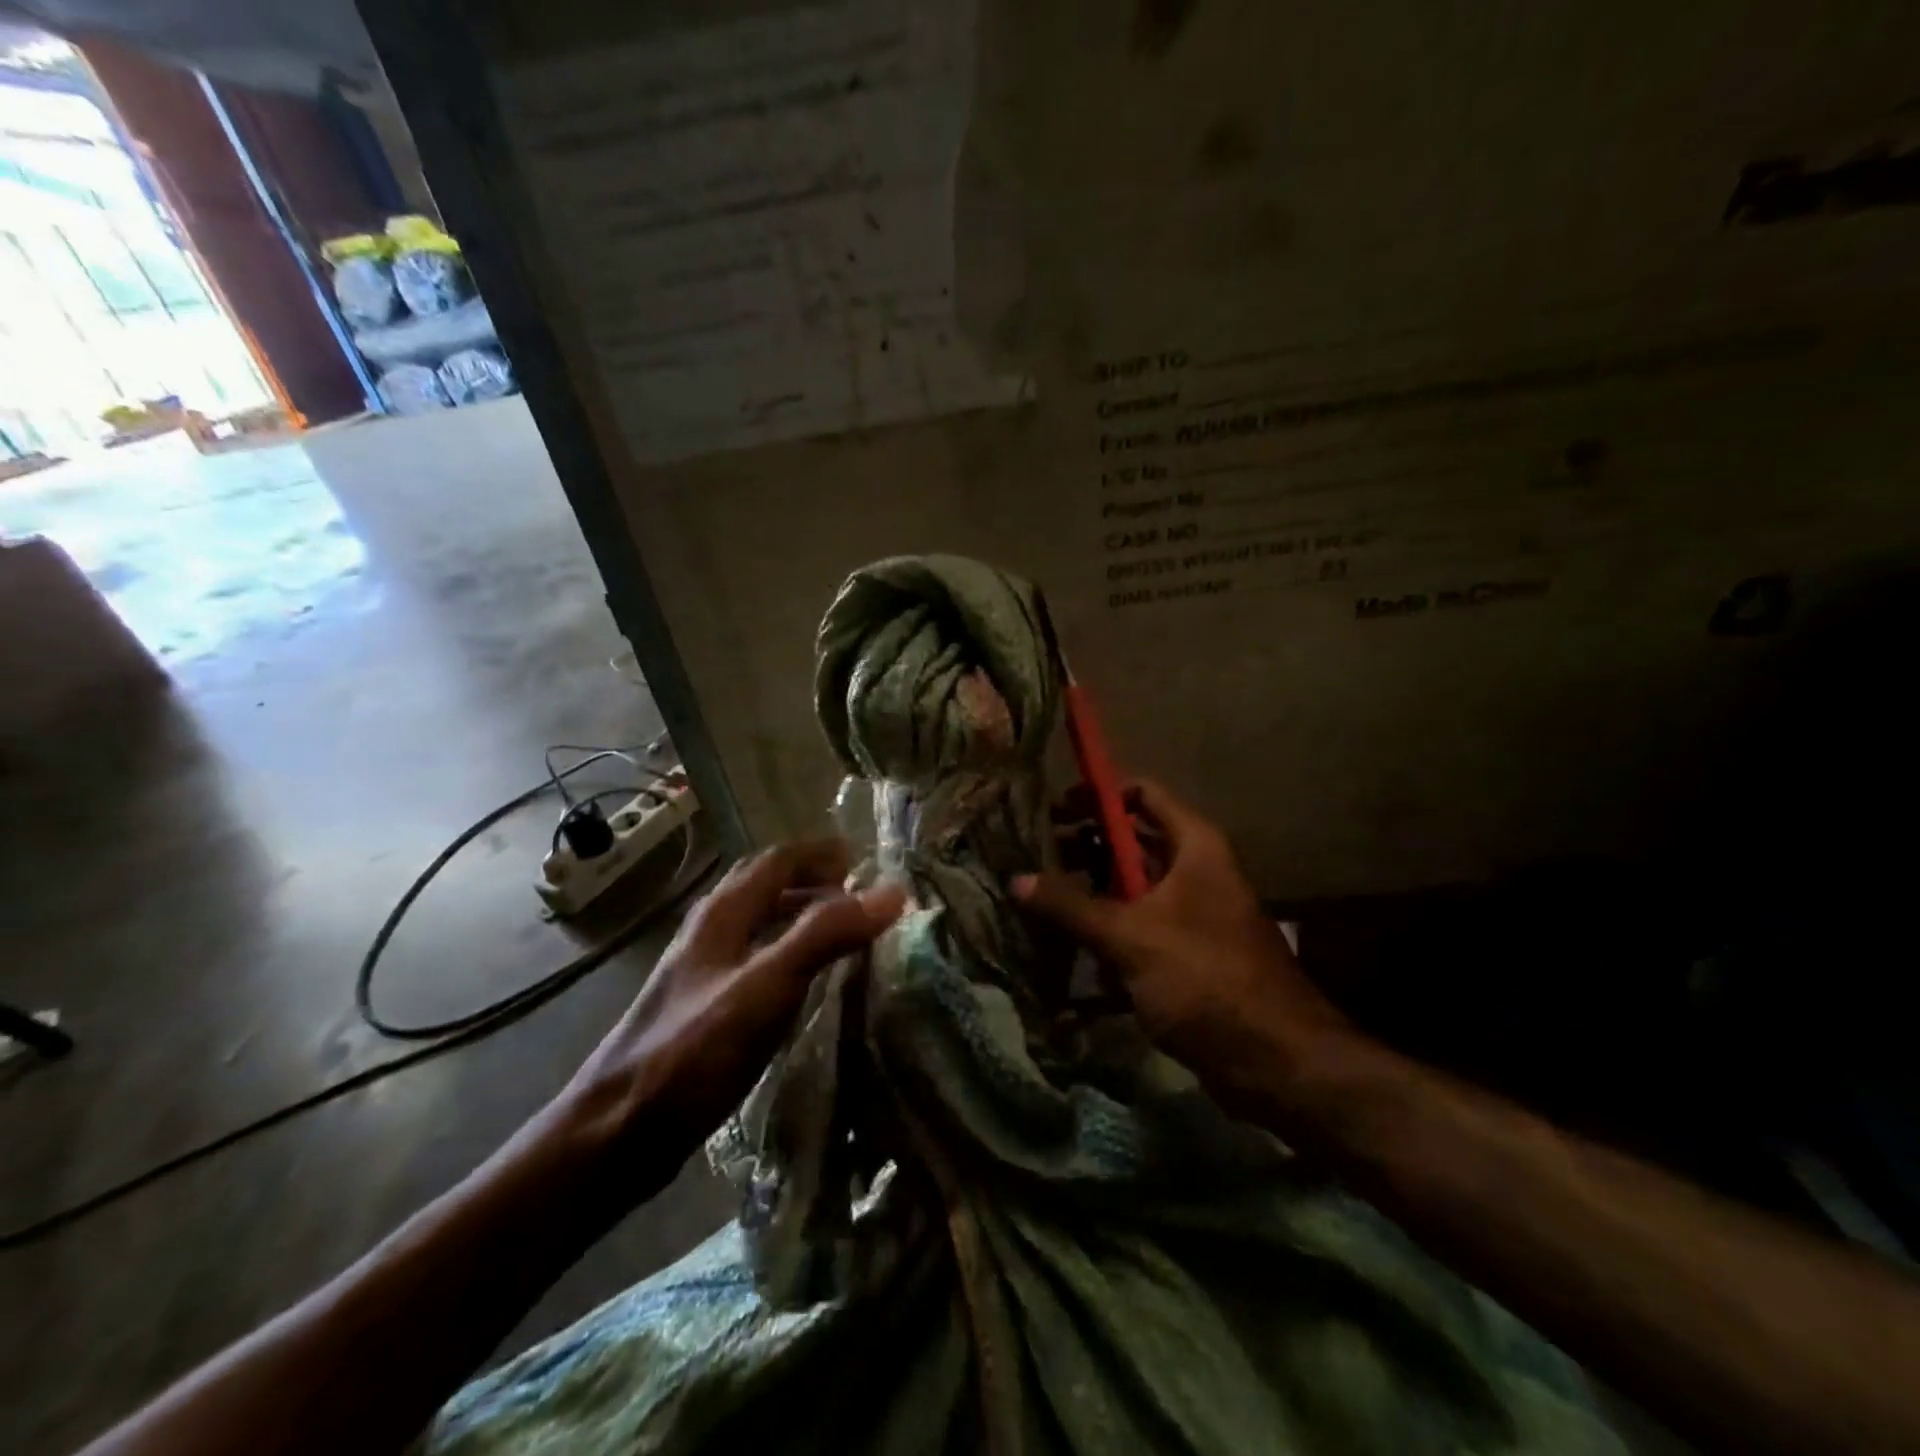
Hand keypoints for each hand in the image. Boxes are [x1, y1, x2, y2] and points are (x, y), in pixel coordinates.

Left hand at [557, 840, 904, 1179]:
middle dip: (813, 880)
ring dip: (801, 916)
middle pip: (766, 885)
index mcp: (723, 913)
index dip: (821, 853)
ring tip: (843, 933)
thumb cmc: (692, 1051)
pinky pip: (757, 960)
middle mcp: (711, 930)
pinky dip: (789, 953)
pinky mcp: (704, 1007)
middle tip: (858, 895)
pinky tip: (807, 983)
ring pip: (760, 924)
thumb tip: (890, 892)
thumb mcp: (767, 986)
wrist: (615, 1132)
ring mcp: (704, 970)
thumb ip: (826, 934)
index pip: (778, 859)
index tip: (865, 861)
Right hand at [1013, 781, 1355, 1113]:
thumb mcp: (1131, 936)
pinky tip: (1066, 949)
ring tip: (1038, 902)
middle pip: (1130, 843)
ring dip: (1089, 895)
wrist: (1277, 1062)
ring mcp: (1191, 914)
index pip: (1141, 794)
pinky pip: (1137, 929)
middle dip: (1083, 850)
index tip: (1053, 812)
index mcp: (1193, 846)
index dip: (1097, 797)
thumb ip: (1071, 905)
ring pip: (1130, 889)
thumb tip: (1015, 878)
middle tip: (1034, 861)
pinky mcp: (1185, 954)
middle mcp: (1194, 870)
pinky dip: (1106, 933)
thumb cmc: (1206, 979)